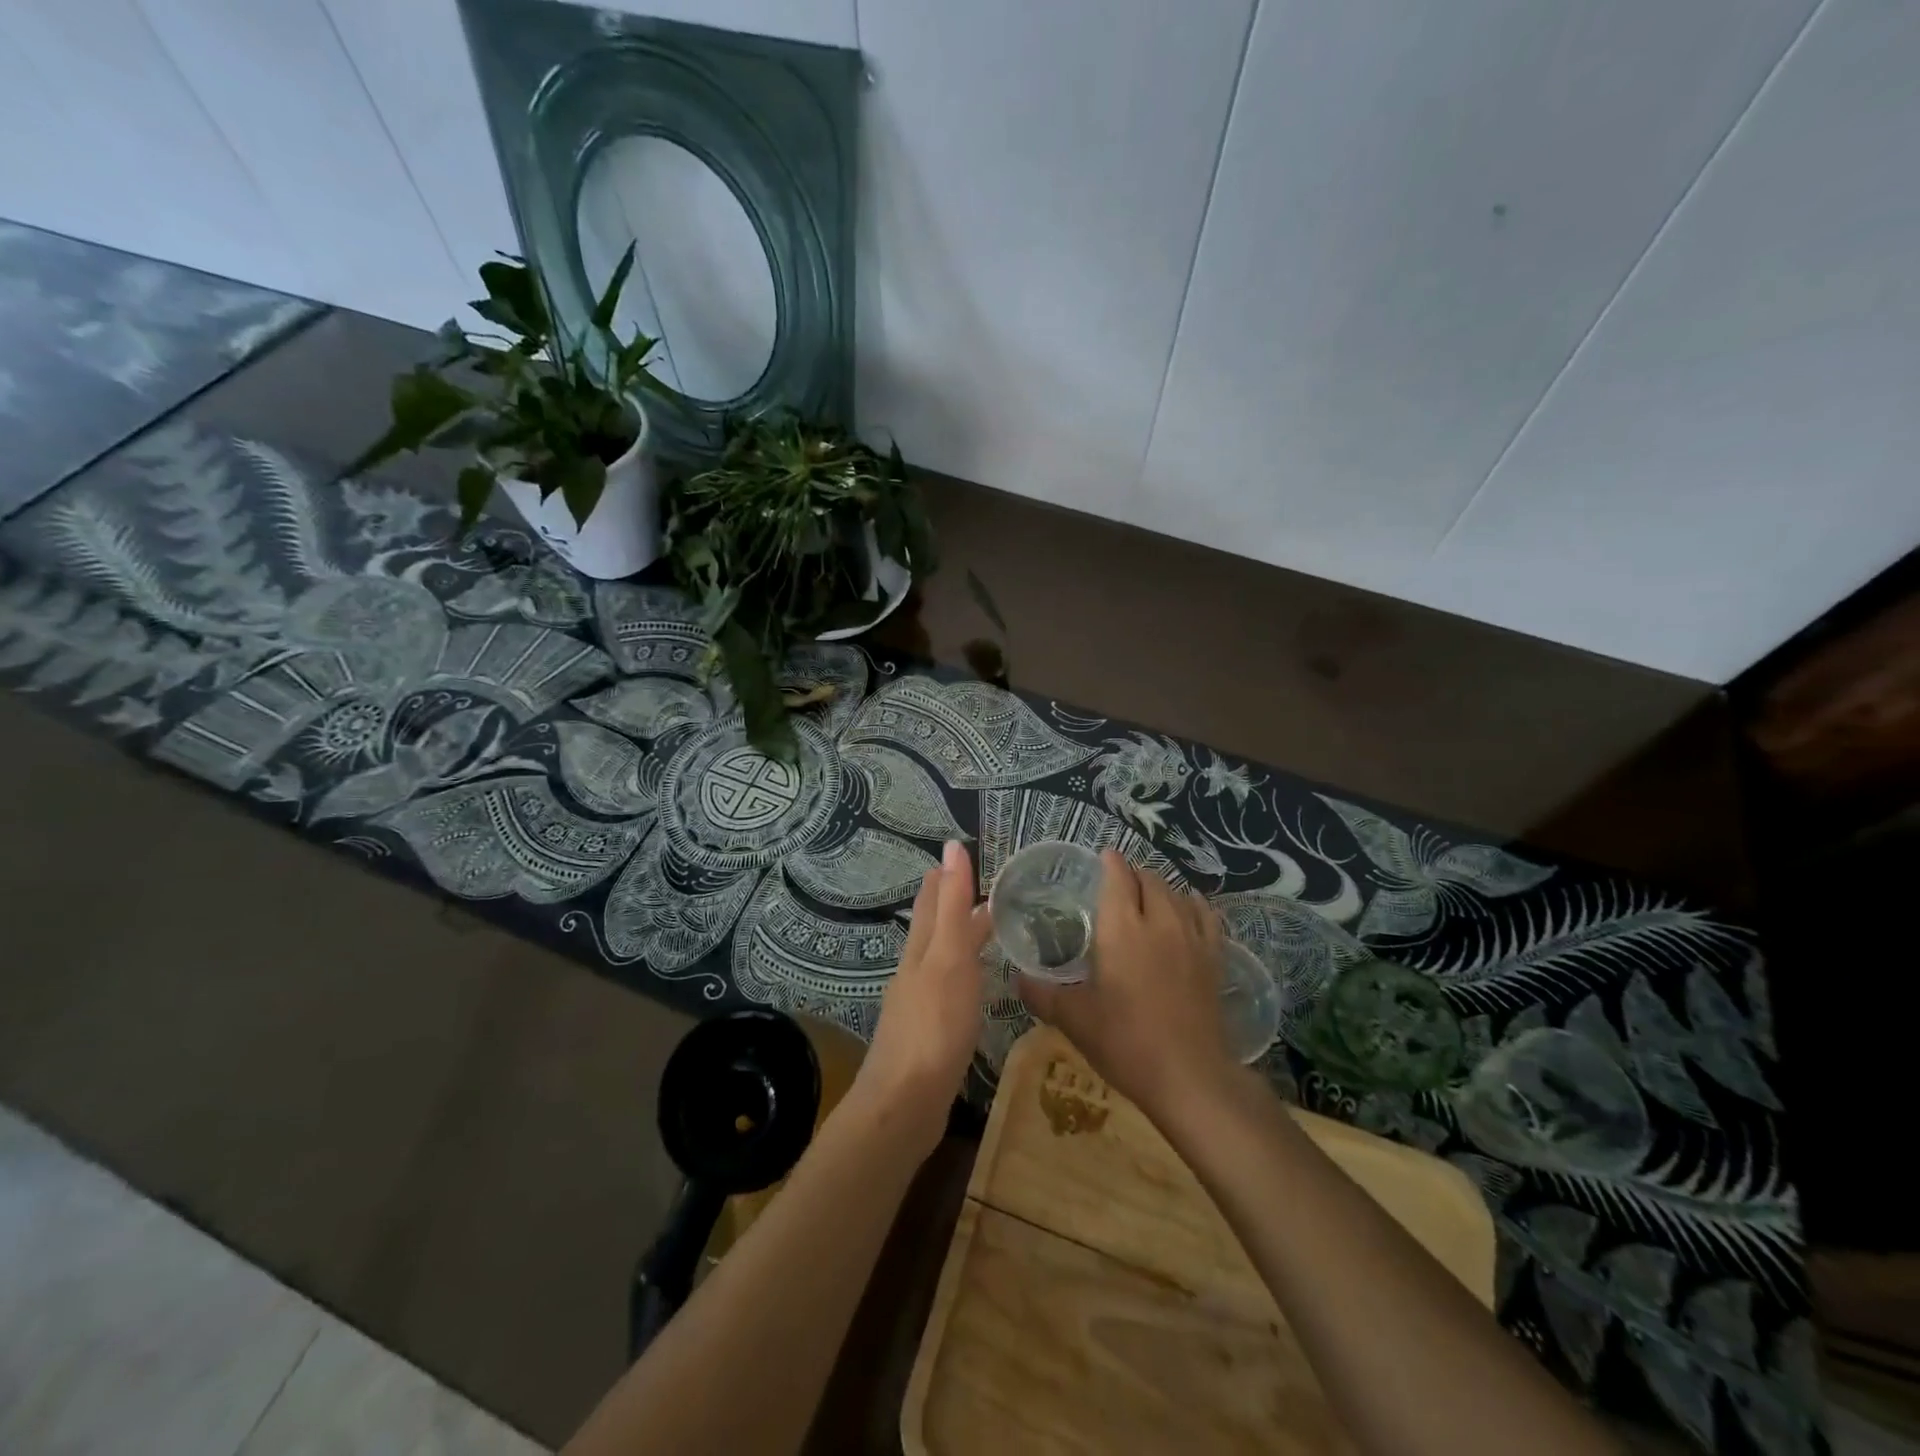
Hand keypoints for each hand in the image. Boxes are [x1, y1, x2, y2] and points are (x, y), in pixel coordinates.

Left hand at [857, 840, 990, 1149]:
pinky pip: (947, 991)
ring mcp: (918, 1006)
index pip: (932, 901)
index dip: (945, 877)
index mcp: (920, 950)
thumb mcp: (949, 957)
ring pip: (940, 959)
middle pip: (932, 929)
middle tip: (978, 887)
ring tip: (983, 932)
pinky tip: (973, 989)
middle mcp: (915, 971)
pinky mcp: (927, 1036)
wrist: (905, 1102)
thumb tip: (950, 846)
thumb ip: (952, 904)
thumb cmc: (934, 1025)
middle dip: (950, 905)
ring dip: (958, 940)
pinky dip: (962, 976)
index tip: (962, 856)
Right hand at [1018, 850, 1233, 1119]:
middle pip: (1149, 879)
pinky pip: (1206, 915)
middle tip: (1117, 886)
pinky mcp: (1214, 957)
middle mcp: (1158, 920)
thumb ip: (1042, 994)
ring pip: (1177, 893)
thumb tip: (1017, 979)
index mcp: (1122, 927)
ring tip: (1147, 897)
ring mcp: (1191, 937)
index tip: (1102, 858)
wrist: (1189, 1076)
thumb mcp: (1074, 1019)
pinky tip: (1187, 910)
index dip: (1110, 862)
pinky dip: (1193, 905)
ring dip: (1160, 888)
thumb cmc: (1125, 1041)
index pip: (1118, 876)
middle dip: (1133, 875)